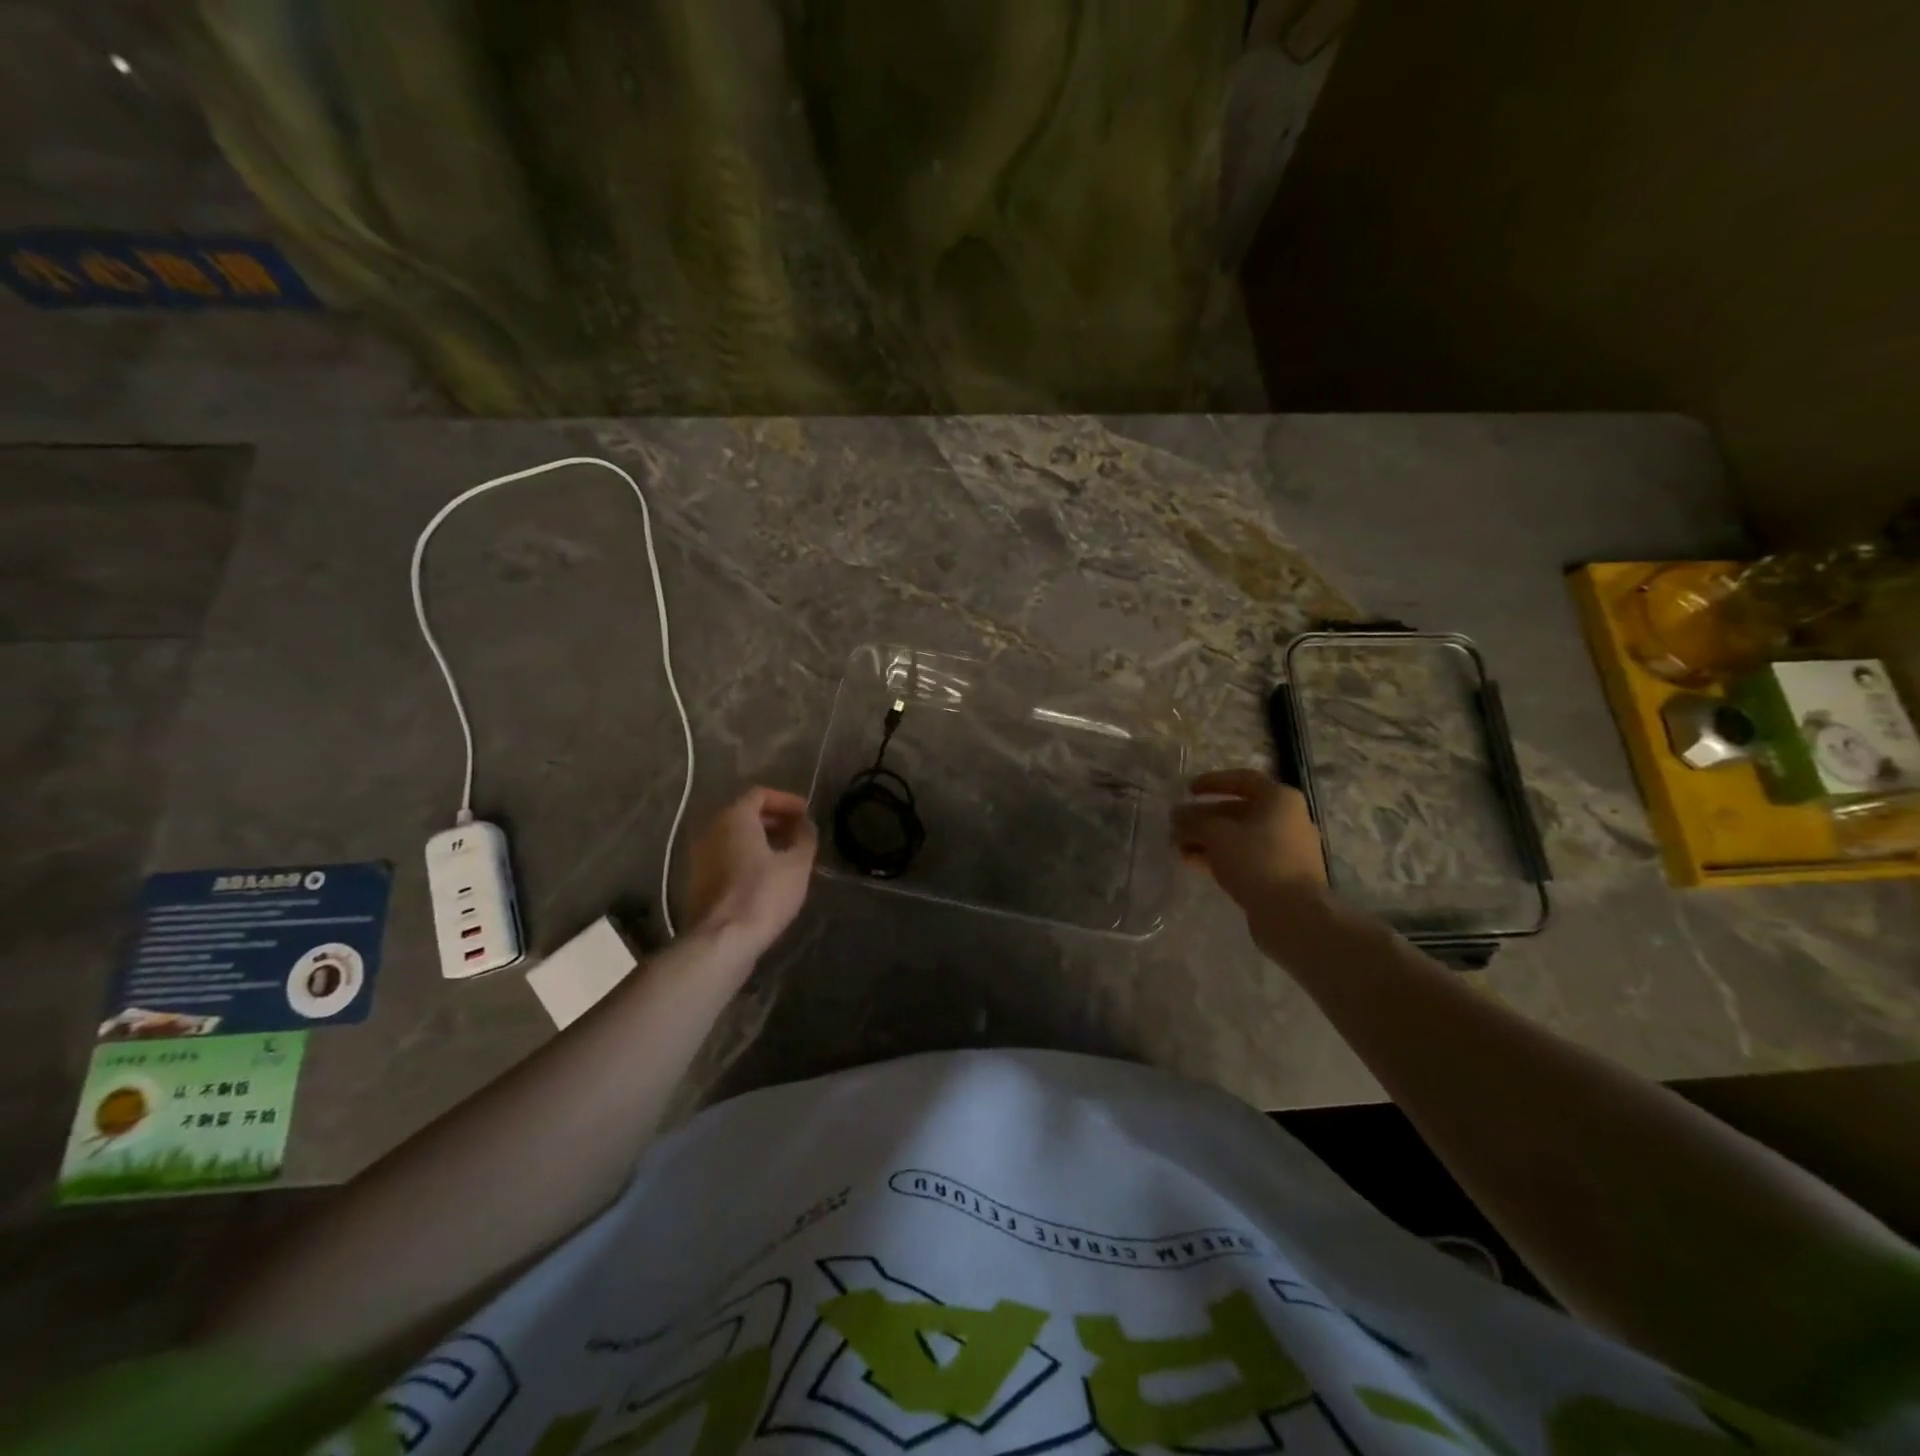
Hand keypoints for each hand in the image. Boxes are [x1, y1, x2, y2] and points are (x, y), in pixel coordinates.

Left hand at [684, 787, 817, 951]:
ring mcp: (699, 857)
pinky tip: (766, 876)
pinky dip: (746, 858)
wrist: (722, 940)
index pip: (760, 794)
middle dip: (773, 820)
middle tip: (798, 832)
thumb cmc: (763, 894)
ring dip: (760, 840)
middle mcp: (711, 830)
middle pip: (744, 814)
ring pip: (733, 838)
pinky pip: (725, 857)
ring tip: (786, 855)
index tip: (806, 814)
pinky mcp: (697, 881)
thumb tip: (805, 825)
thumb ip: (805, 837)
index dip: (786, 800)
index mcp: (734, 818)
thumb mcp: (797, 864)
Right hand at [1172, 769, 1326, 917]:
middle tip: (1176, 825)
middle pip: (1238, 810)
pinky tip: (1194, 863)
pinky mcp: (1280, 875)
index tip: (1187, 791)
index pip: (1242, 779)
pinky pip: (1245, 857)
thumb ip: (1193, 821)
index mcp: (1279, 799)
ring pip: (1239, 837)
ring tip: (1178, 847)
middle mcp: (1287, 819)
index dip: (1212, 782)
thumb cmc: (1256, 860)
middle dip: (1204, 817)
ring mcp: (1286, 849)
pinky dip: (1220, 856)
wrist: (1292, 914)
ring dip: (1207, 839)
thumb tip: (1177, 815)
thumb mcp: (1216, 834)